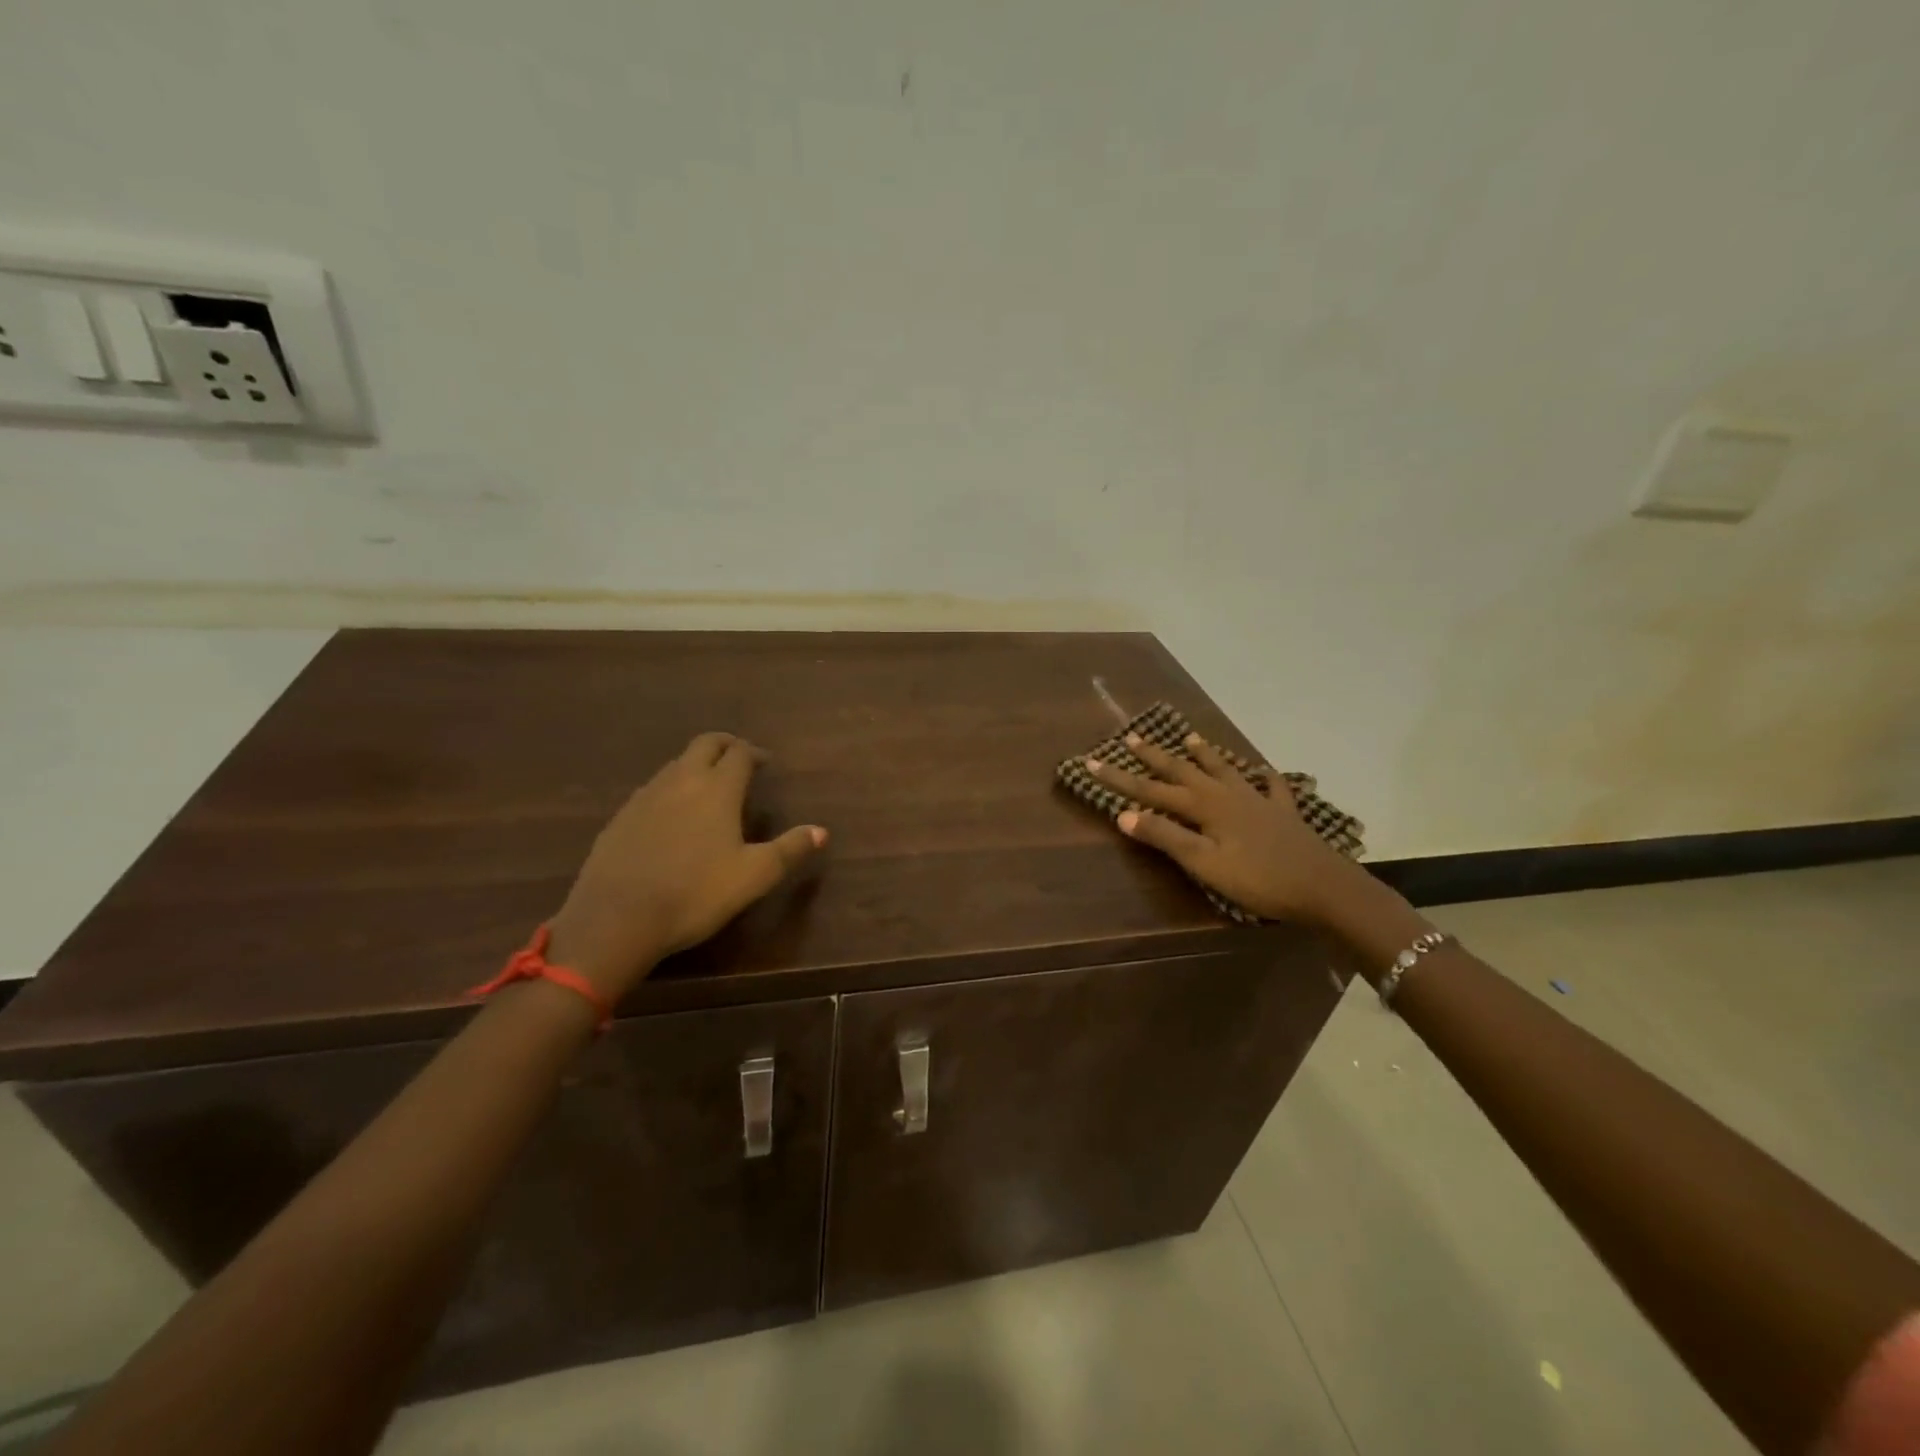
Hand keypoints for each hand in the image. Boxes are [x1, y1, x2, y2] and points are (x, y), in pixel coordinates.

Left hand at [547, 733, 826, 997]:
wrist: (617, 918)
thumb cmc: (696, 893)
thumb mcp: (754, 876)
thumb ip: (789, 849)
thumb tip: (821, 831)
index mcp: (717, 788)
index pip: (739, 753)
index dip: (755, 754)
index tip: (766, 764)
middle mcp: (681, 781)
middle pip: (704, 745)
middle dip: (725, 746)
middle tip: (740, 760)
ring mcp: (645, 796)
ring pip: (676, 765)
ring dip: (696, 766)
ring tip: (709, 788)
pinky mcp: (621, 817)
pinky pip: (653, 789)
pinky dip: (671, 790)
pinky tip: (672, 818)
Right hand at [1086, 732, 1360, 922]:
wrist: (1323, 887)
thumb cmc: (1258, 879)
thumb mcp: (1204, 863)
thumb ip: (1165, 837)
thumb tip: (1124, 815)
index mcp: (1204, 807)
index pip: (1151, 790)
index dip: (1119, 779)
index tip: (1091, 764)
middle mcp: (1226, 794)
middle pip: (1183, 771)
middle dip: (1154, 756)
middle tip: (1132, 738)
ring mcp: (1257, 800)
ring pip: (1224, 770)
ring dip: (1204, 755)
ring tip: (1190, 737)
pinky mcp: (1283, 813)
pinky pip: (1271, 787)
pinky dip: (1264, 777)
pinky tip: (1265, 771)